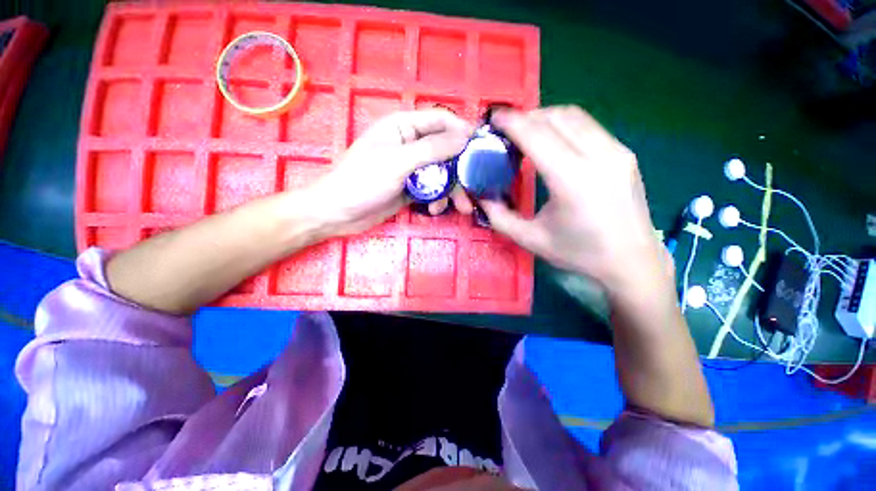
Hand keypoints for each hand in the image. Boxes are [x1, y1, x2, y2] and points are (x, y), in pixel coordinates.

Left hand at [300, 109, 473, 236]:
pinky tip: (435, 209)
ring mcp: (412, 169)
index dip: (462, 131)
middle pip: (445, 151)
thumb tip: (464, 138)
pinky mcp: (412, 188)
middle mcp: (410, 145)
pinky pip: (433, 189)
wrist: (340, 213)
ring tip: (460, 207)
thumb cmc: (363, 181)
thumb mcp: (398, 162)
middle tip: (473, 188)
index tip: (481, 149)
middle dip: (460, 170)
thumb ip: (432, 150)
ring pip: (442, 174)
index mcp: (404, 127)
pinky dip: (438, 199)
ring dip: (452, 190)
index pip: (440, 120)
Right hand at [481, 106, 665, 291]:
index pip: (537, 135)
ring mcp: (617, 152)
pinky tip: (553, 142)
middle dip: (527, 117)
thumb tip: (481, 196)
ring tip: (527, 133)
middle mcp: (599, 157)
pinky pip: (588, 127)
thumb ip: (499, 216)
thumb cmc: (579, 254)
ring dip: (546, 117)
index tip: (493, 118)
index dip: (512, 122)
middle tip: (506, 130)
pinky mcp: (625, 153)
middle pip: (557, 117)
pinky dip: (564, 125)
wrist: (632, 261)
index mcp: (573, 180)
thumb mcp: (530, 239)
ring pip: (575, 116)